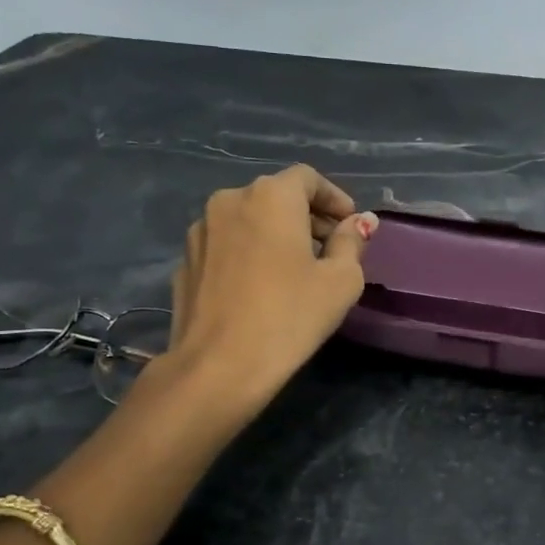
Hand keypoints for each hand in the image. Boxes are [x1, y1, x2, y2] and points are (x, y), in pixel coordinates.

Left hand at [152, 165, 375, 415]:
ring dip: (275, 235)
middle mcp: (230, 201)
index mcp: (271, 197)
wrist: (218, 366)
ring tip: (295, 270)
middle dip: (307, 217)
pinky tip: (261, 288)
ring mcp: (200, 231)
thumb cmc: (290, 317)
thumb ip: (351, 242)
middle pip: (276, 196)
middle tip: (330, 250)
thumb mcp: (340, 281)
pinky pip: (227, 245)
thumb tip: (360, 222)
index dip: (333, 198)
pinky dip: (249, 254)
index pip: (307, 178)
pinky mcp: (185, 262)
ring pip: (248, 220)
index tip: (349, 225)